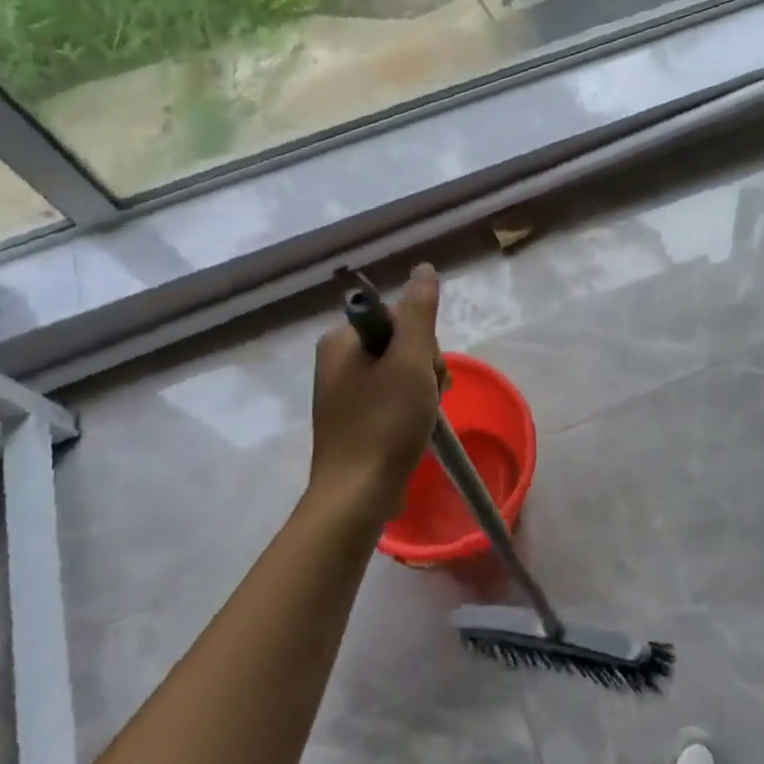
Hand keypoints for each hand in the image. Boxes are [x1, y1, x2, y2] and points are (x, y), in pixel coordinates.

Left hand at [309, 264, 443, 521]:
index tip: (429, 372)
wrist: (356, 494)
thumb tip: (423, 268)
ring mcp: (341, 391)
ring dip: (421, 388)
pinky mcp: (349, 418)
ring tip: (421, 417)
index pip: (399, 317)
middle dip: (424, 367)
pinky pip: (388, 395)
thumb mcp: (411, 360)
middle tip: (428, 397)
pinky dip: (407, 407)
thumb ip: (419, 312)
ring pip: (398, 371)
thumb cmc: (386, 422)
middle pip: (400, 343)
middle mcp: (335, 360)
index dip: (424, 342)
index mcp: (341, 340)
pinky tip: (412, 428)